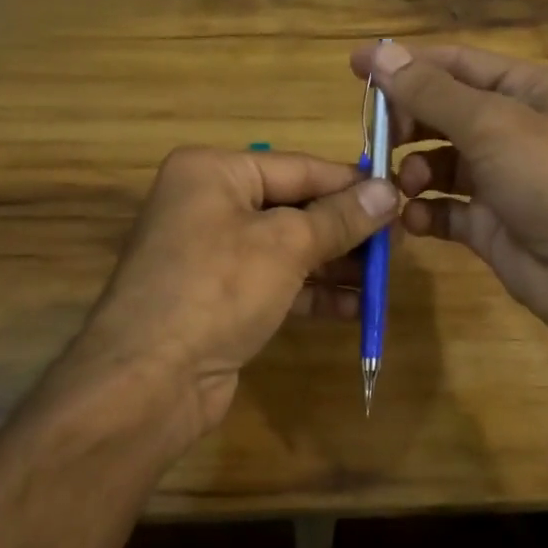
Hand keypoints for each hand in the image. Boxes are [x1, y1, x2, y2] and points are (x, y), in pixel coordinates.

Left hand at [75, 145, 397, 446]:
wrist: (149, 380)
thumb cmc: (218, 289)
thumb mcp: (286, 245)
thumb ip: (339, 217)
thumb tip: (388, 191)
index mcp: (213, 172)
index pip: (298, 167)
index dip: (350, 183)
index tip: (398, 194)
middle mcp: (207, 204)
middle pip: (292, 207)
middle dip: (344, 228)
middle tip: (396, 242)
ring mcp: (210, 254)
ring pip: (286, 248)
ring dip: (334, 264)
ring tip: (382, 277)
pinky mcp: (218, 297)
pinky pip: (274, 283)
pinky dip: (311, 292)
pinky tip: (353, 308)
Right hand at [351, 42, 547, 342]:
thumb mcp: (493, 125)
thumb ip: (431, 92)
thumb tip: (378, 53)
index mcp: (526, 91)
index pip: (455, 64)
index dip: (405, 64)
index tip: (354, 69)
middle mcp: (513, 130)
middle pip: (443, 113)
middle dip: (408, 124)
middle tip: (378, 140)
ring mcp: (501, 180)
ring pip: (439, 163)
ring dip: (414, 171)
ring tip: (405, 186)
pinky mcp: (490, 225)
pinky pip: (445, 210)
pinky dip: (425, 212)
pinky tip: (415, 220)